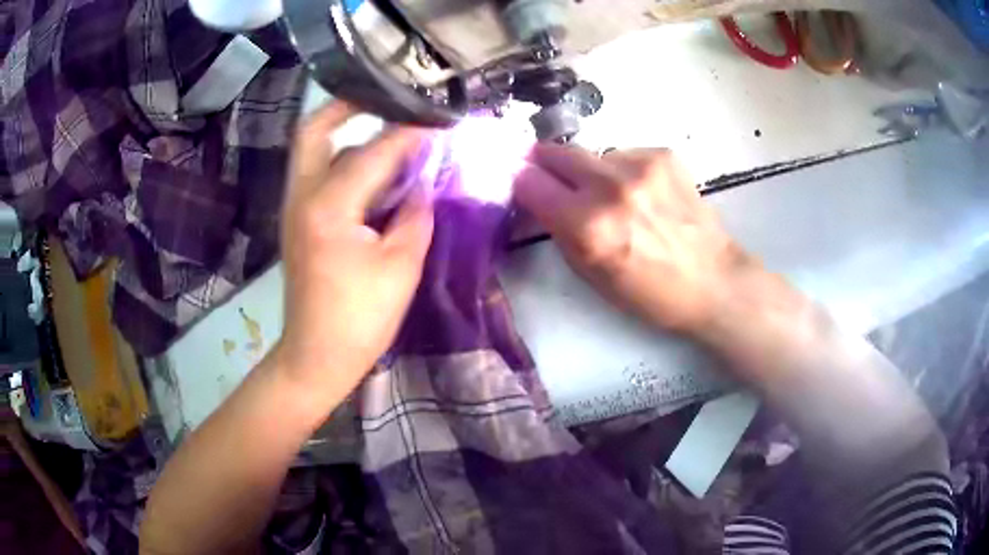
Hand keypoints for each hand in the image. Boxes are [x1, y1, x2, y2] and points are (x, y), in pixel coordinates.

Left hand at [276, 102, 433, 402]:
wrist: (316, 356)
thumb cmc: (360, 319)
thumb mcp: (401, 265)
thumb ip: (415, 214)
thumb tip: (423, 184)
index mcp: (329, 206)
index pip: (374, 152)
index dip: (410, 133)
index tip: (438, 120)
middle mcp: (302, 195)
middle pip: (314, 130)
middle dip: (348, 106)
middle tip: (385, 99)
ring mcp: (294, 207)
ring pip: (315, 150)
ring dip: (349, 134)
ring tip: (389, 132)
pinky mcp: (297, 221)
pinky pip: (317, 172)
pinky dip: (343, 159)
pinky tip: (372, 169)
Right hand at [513, 145, 752, 334]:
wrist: (715, 281)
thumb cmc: (651, 293)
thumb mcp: (592, 276)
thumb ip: (559, 232)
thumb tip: (538, 200)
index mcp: (589, 226)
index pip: (529, 182)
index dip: (521, 184)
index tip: (524, 187)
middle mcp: (611, 187)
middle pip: (555, 152)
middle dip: (546, 165)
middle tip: (553, 181)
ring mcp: (641, 165)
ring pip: (592, 154)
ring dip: (591, 172)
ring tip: (615, 197)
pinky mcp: (664, 154)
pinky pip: (623, 154)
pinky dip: (623, 170)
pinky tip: (643, 194)